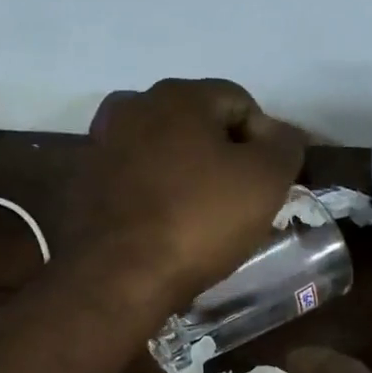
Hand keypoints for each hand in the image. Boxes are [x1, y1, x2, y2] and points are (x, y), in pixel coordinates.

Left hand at [75, 78, 307, 308]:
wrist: (119, 276)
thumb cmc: (200, 221)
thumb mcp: (265, 181)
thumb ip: (285, 146)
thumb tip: (281, 135)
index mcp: (180, 95)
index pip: (241, 103)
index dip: (265, 142)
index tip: (269, 185)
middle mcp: (135, 105)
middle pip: (199, 124)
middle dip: (224, 156)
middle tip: (239, 202)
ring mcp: (103, 144)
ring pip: (165, 151)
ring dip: (187, 174)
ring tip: (201, 217)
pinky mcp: (86, 183)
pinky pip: (136, 179)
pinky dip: (155, 194)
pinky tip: (166, 226)